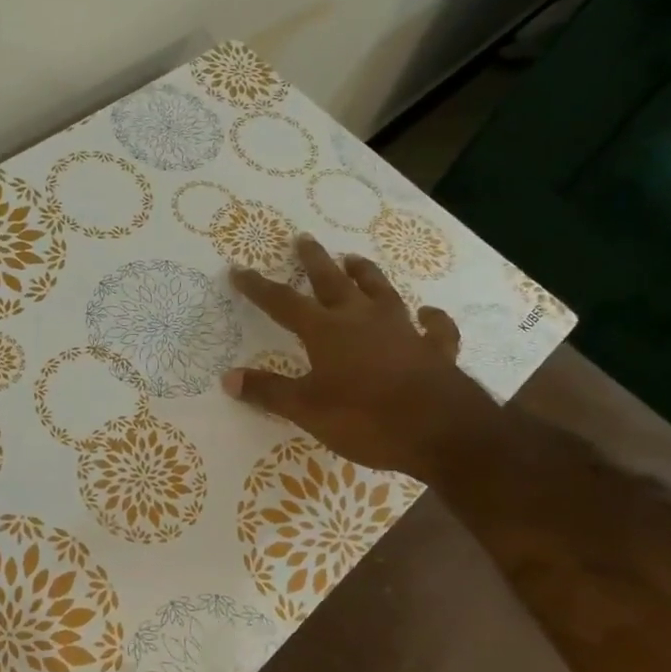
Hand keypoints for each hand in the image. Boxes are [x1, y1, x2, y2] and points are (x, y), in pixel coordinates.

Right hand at [222, 235, 494, 478]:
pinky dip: (431, 318)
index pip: (283, 303)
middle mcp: (362, 319)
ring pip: (381, 291)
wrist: (442, 432)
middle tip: (304, 239)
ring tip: (354, 258)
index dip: (259, 288)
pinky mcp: (435, 349)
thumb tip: (228, 378)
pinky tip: (428, 312)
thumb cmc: (366, 419)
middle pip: (333, 282)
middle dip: (315, 261)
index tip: (239, 270)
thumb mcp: (307, 410)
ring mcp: (402, 330)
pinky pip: (434, 327)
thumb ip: (269, 392)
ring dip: (366, 274)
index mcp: (326, 331)